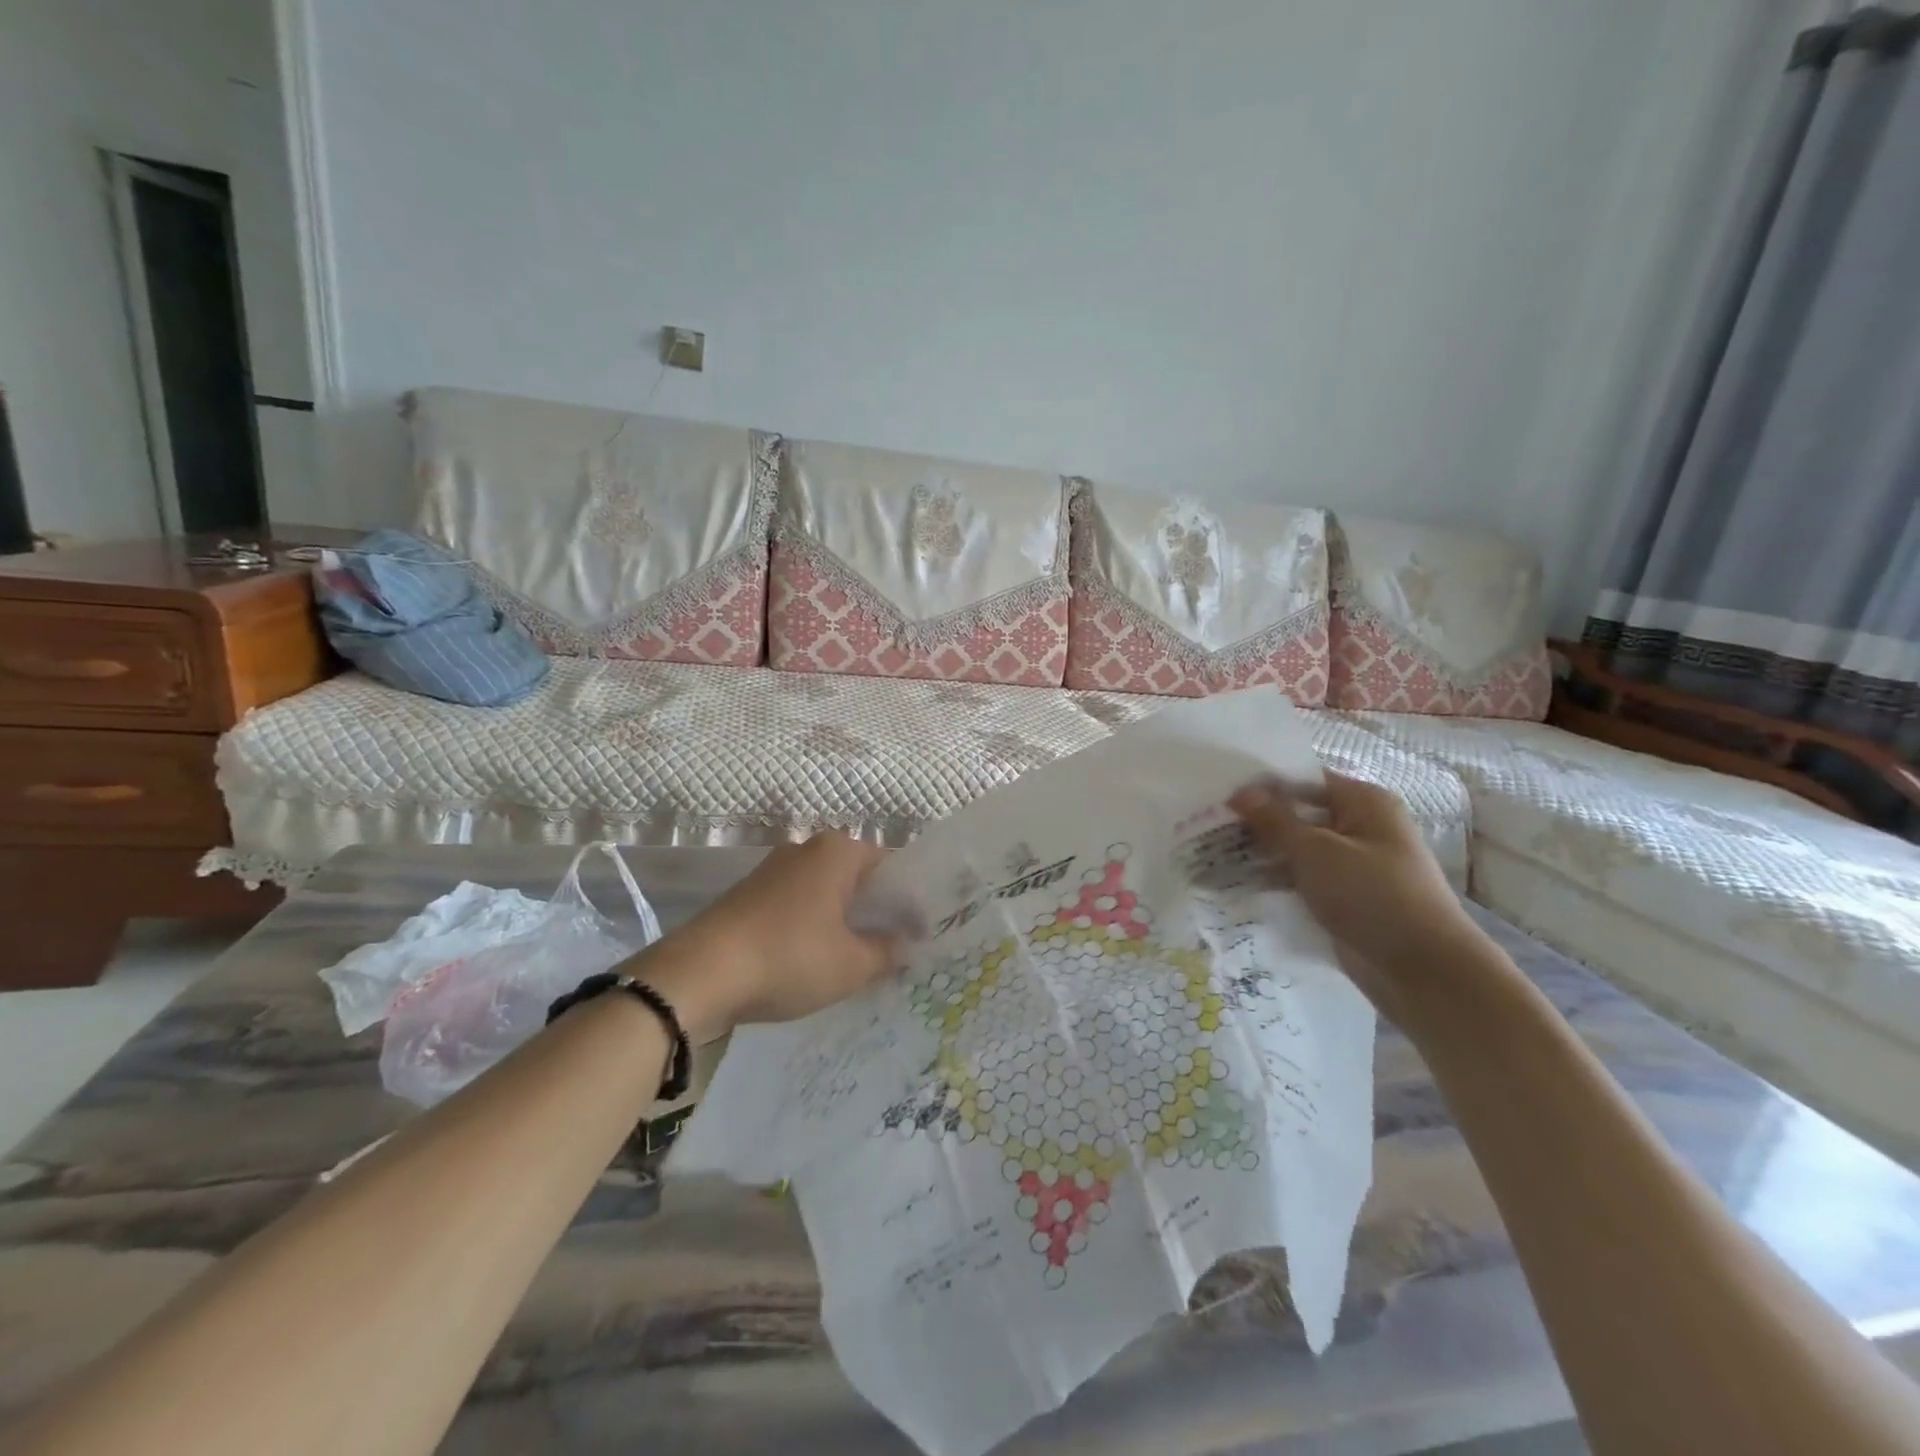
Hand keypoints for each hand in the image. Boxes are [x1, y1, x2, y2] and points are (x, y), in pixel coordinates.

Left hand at [635, 833, 899, 1039]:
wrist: (698, 974)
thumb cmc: (788, 958)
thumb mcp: (852, 965)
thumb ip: (888, 951)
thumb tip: (906, 944)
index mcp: (838, 851)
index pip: (892, 866)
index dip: (911, 900)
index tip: (922, 932)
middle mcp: (806, 849)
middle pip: (858, 877)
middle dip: (877, 910)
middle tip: (896, 948)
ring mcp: (773, 870)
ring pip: (827, 892)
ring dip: (844, 921)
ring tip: (859, 959)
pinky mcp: (750, 894)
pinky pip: (798, 905)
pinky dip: (814, 926)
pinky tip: (817, 960)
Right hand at [1228, 772, 1487, 1014]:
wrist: (1423, 971)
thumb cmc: (1372, 895)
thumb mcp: (1316, 852)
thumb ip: (1274, 820)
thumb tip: (1240, 792)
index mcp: (1363, 803)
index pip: (1303, 779)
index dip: (1261, 784)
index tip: (1218, 791)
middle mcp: (1360, 827)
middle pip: (1298, 814)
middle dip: (1255, 821)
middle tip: (1205, 823)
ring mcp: (1353, 865)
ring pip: (1297, 849)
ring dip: (1261, 853)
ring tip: (1209, 853)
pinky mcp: (1344, 898)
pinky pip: (1302, 879)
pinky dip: (1275, 880)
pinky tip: (1236, 883)